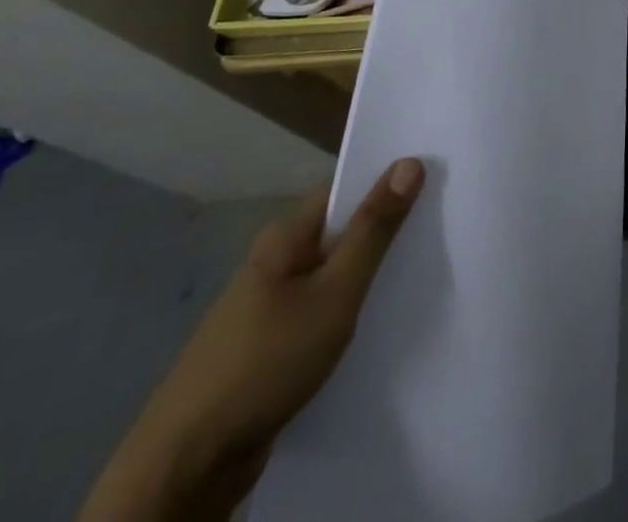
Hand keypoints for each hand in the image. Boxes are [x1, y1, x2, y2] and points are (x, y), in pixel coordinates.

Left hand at [79, 157, 425, 521]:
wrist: (186, 465)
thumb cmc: (266, 361)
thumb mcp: (335, 292)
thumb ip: (374, 229)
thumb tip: (410, 163)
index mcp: (286, 235)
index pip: (346, 188)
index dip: (389, 180)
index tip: (437, 179)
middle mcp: (276, 260)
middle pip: (342, 229)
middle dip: (386, 228)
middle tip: (440, 225)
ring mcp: (269, 305)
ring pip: (333, 272)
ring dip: (369, 272)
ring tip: (421, 271)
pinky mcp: (270, 344)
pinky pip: (321, 308)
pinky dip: (350, 307)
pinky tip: (379, 321)